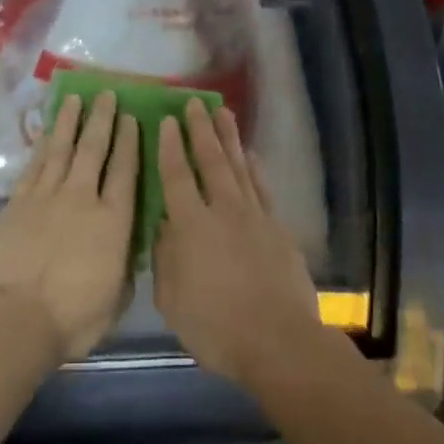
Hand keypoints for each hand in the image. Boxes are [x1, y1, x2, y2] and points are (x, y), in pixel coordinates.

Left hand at [0, 91, 137, 361]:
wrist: (18, 318)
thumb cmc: (74, 317)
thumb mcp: (118, 297)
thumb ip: (125, 266)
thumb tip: (128, 247)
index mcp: (114, 221)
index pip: (126, 171)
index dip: (130, 142)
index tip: (132, 118)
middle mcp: (83, 198)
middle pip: (94, 149)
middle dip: (102, 119)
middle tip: (106, 95)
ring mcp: (48, 197)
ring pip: (62, 149)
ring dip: (70, 122)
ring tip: (76, 99)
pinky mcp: (19, 203)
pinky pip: (35, 165)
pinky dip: (43, 145)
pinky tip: (48, 132)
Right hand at [153, 99, 318, 383]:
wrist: (279, 341)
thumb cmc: (216, 327)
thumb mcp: (172, 299)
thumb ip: (165, 257)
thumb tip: (164, 225)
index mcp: (191, 226)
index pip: (176, 176)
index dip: (170, 146)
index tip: (167, 119)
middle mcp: (223, 211)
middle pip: (210, 161)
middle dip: (201, 129)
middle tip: (195, 102)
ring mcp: (254, 217)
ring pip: (238, 167)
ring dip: (230, 138)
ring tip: (223, 113)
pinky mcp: (278, 229)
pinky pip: (262, 189)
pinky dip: (255, 169)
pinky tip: (251, 156)